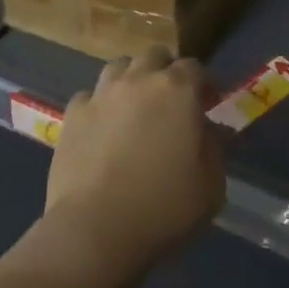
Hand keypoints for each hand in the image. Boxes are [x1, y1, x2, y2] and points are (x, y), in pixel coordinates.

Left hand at [43, 46, 225, 277]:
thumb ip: (215, 147)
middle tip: (171, 101)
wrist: (96, 230)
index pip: (195, 67)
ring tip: (135, 107)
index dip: (204, 84)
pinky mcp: (73, 114)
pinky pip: (90, 96)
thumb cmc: (163, 208)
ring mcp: (102, 94)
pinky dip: (99, 105)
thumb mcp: (211, 184)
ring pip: (119, 67)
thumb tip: (210, 131)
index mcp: (177, 90)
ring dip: (132, 80)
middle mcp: (138, 80)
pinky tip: (102, 128)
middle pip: (155, 56)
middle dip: (166, 71)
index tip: (209, 104)